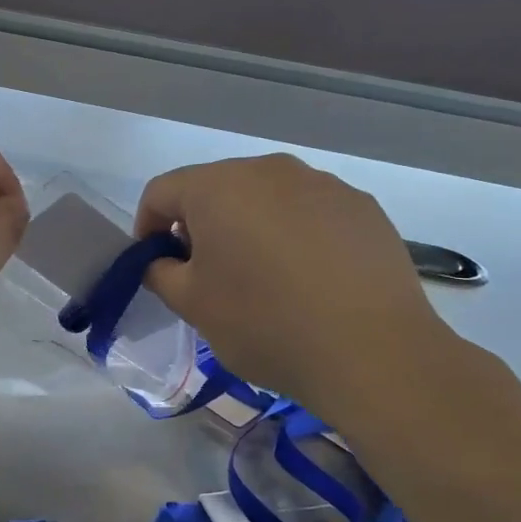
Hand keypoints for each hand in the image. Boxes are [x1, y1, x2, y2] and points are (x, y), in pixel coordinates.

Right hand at [133, 154, 456, 409]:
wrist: (372, 351)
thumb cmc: (265, 324)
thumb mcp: (192, 306)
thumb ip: (159, 273)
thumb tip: (162, 261)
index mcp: (218, 187)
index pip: (162, 192)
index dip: (148, 228)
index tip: (157, 266)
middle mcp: (268, 170)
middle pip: (216, 189)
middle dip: (201, 226)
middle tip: (208, 276)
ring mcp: (321, 183)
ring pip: (265, 198)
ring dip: (250, 228)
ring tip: (264, 279)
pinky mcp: (361, 206)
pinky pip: (309, 212)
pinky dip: (295, 235)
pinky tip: (309, 280)